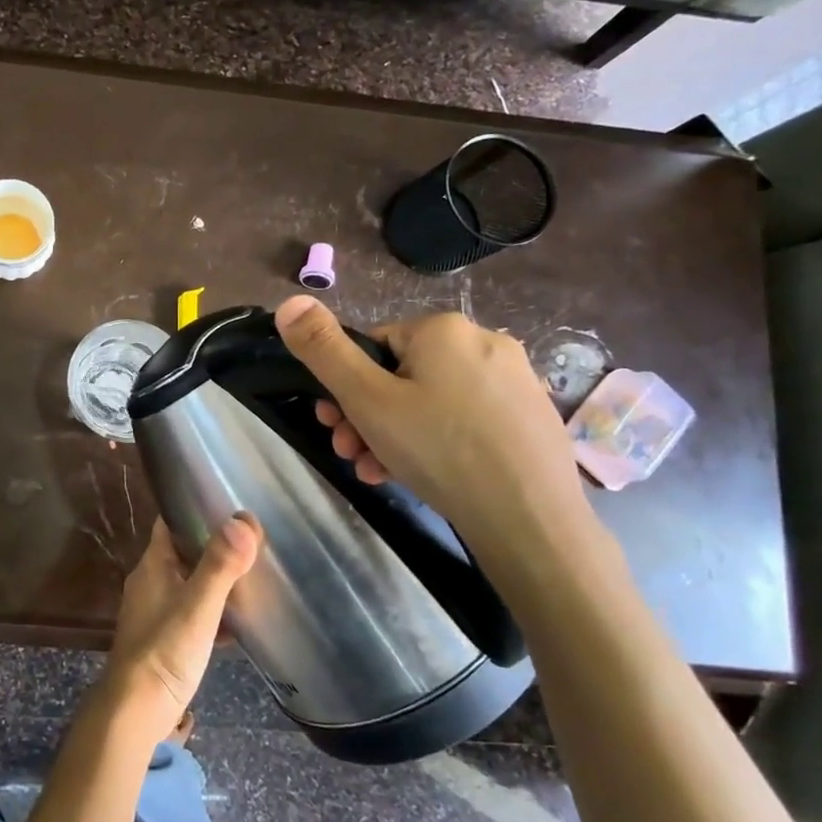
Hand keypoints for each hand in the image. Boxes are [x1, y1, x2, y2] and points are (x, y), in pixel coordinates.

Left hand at [100, 516, 259, 748]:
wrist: (135, 711)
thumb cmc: (165, 650)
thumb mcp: (199, 605)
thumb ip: (220, 564)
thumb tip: (243, 519)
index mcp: (152, 565)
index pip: (170, 523)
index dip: (194, 509)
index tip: (228, 504)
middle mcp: (149, 582)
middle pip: (182, 552)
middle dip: (213, 546)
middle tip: (251, 542)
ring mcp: (154, 612)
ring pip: (188, 584)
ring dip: (214, 580)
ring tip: (251, 577)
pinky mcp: (163, 639)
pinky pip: (191, 614)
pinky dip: (212, 612)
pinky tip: (238, 623)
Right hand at [274, 297, 600, 574]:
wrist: (531, 519)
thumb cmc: (439, 449)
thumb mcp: (365, 398)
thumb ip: (323, 349)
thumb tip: (289, 302)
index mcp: (444, 329)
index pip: (373, 347)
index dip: (346, 388)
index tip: (334, 426)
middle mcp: (485, 342)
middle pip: (402, 376)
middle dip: (367, 416)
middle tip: (352, 453)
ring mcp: (515, 381)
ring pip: (432, 402)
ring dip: (394, 435)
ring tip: (379, 472)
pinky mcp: (531, 417)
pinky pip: (466, 420)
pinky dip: (437, 443)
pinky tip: (420, 475)